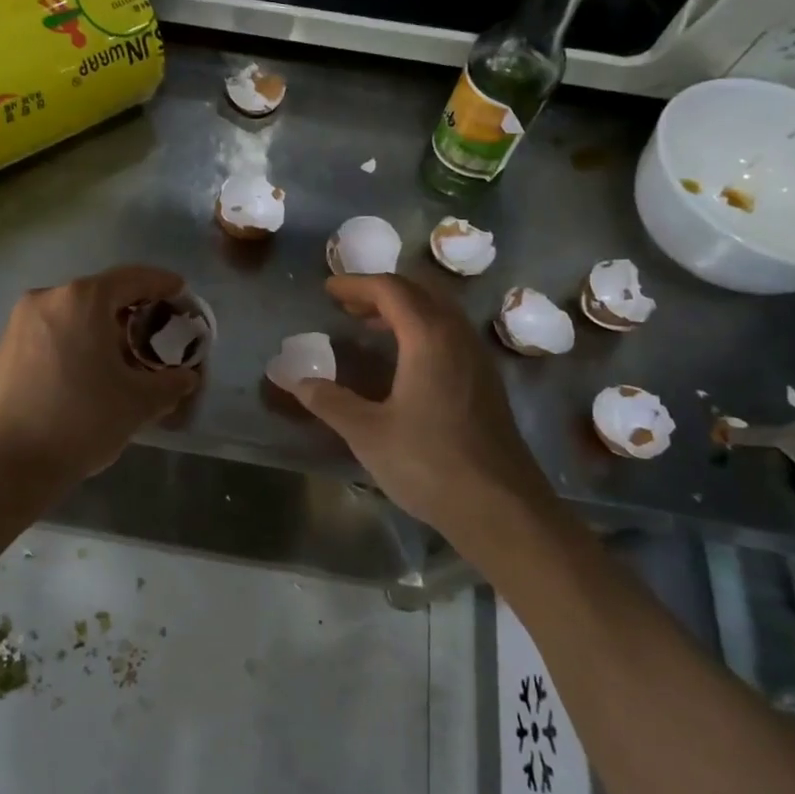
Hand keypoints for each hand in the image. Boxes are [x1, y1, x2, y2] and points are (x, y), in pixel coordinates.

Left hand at [0, 265, 200, 485]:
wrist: (10, 463)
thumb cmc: (82, 421)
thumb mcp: (139, 402)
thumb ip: (171, 382)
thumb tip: (185, 377)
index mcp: (83, 299)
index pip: (133, 278)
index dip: (162, 283)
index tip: (181, 292)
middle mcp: (49, 298)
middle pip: (102, 294)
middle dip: (132, 309)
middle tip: (158, 331)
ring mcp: (22, 321)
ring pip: (75, 312)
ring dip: (103, 327)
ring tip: (125, 355)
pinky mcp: (7, 346)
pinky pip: (54, 330)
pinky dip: (77, 339)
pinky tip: (90, 369)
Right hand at [291, 274, 548, 543]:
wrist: (502, 509)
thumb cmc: (430, 464)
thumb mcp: (368, 433)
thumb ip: (329, 401)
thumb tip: (293, 379)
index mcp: (429, 338)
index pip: (391, 290)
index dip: (356, 284)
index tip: (328, 289)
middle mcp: (457, 337)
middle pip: (420, 292)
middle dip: (381, 291)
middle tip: (348, 305)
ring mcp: (477, 359)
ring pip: (439, 313)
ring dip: (404, 310)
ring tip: (370, 326)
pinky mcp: (485, 382)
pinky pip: (450, 334)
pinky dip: (421, 330)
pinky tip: (404, 361)